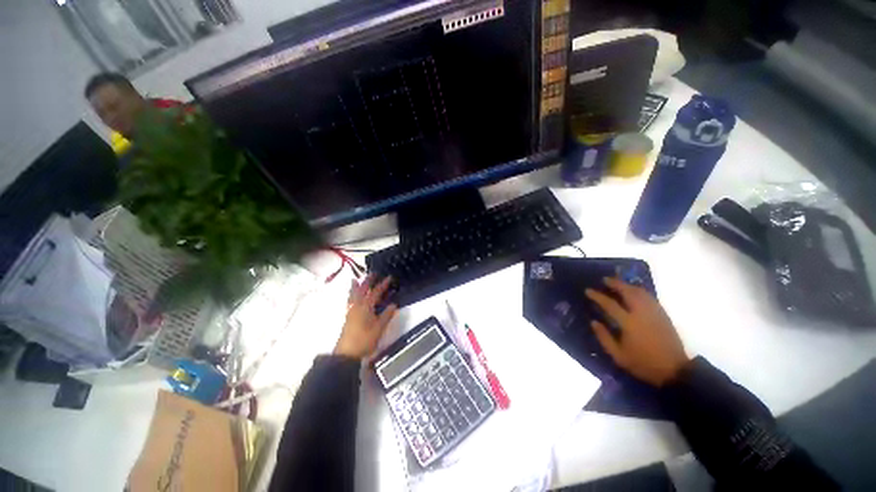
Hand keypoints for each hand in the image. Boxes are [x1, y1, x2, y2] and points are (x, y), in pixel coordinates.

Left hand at [334, 276, 398, 359]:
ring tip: (355, 279)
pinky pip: (349, 301)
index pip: (376, 292)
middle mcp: (357, 306)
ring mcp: (351, 311)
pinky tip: (351, 297)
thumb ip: (387, 315)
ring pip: (353, 295)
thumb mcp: (379, 328)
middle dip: (368, 281)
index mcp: (366, 307)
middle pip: (362, 290)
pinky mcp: (347, 316)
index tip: (389, 277)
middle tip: (373, 273)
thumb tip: (394, 304)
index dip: (383, 284)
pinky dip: (350, 295)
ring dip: (356, 286)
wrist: (347, 353)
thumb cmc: (365, 339)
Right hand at [585, 277, 688, 386]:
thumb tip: (594, 322)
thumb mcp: (618, 356)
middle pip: (628, 292)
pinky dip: (639, 291)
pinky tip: (634, 292)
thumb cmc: (643, 363)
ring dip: (628, 285)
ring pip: (640, 292)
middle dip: (615, 284)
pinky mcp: (663, 315)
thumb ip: (604, 337)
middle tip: (605, 279)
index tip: (588, 290)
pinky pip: (649, 297)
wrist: (674, 370)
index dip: (598, 296)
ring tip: (618, 282)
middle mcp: (642, 314)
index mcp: (629, 323)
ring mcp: (654, 313)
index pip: (610, 304)